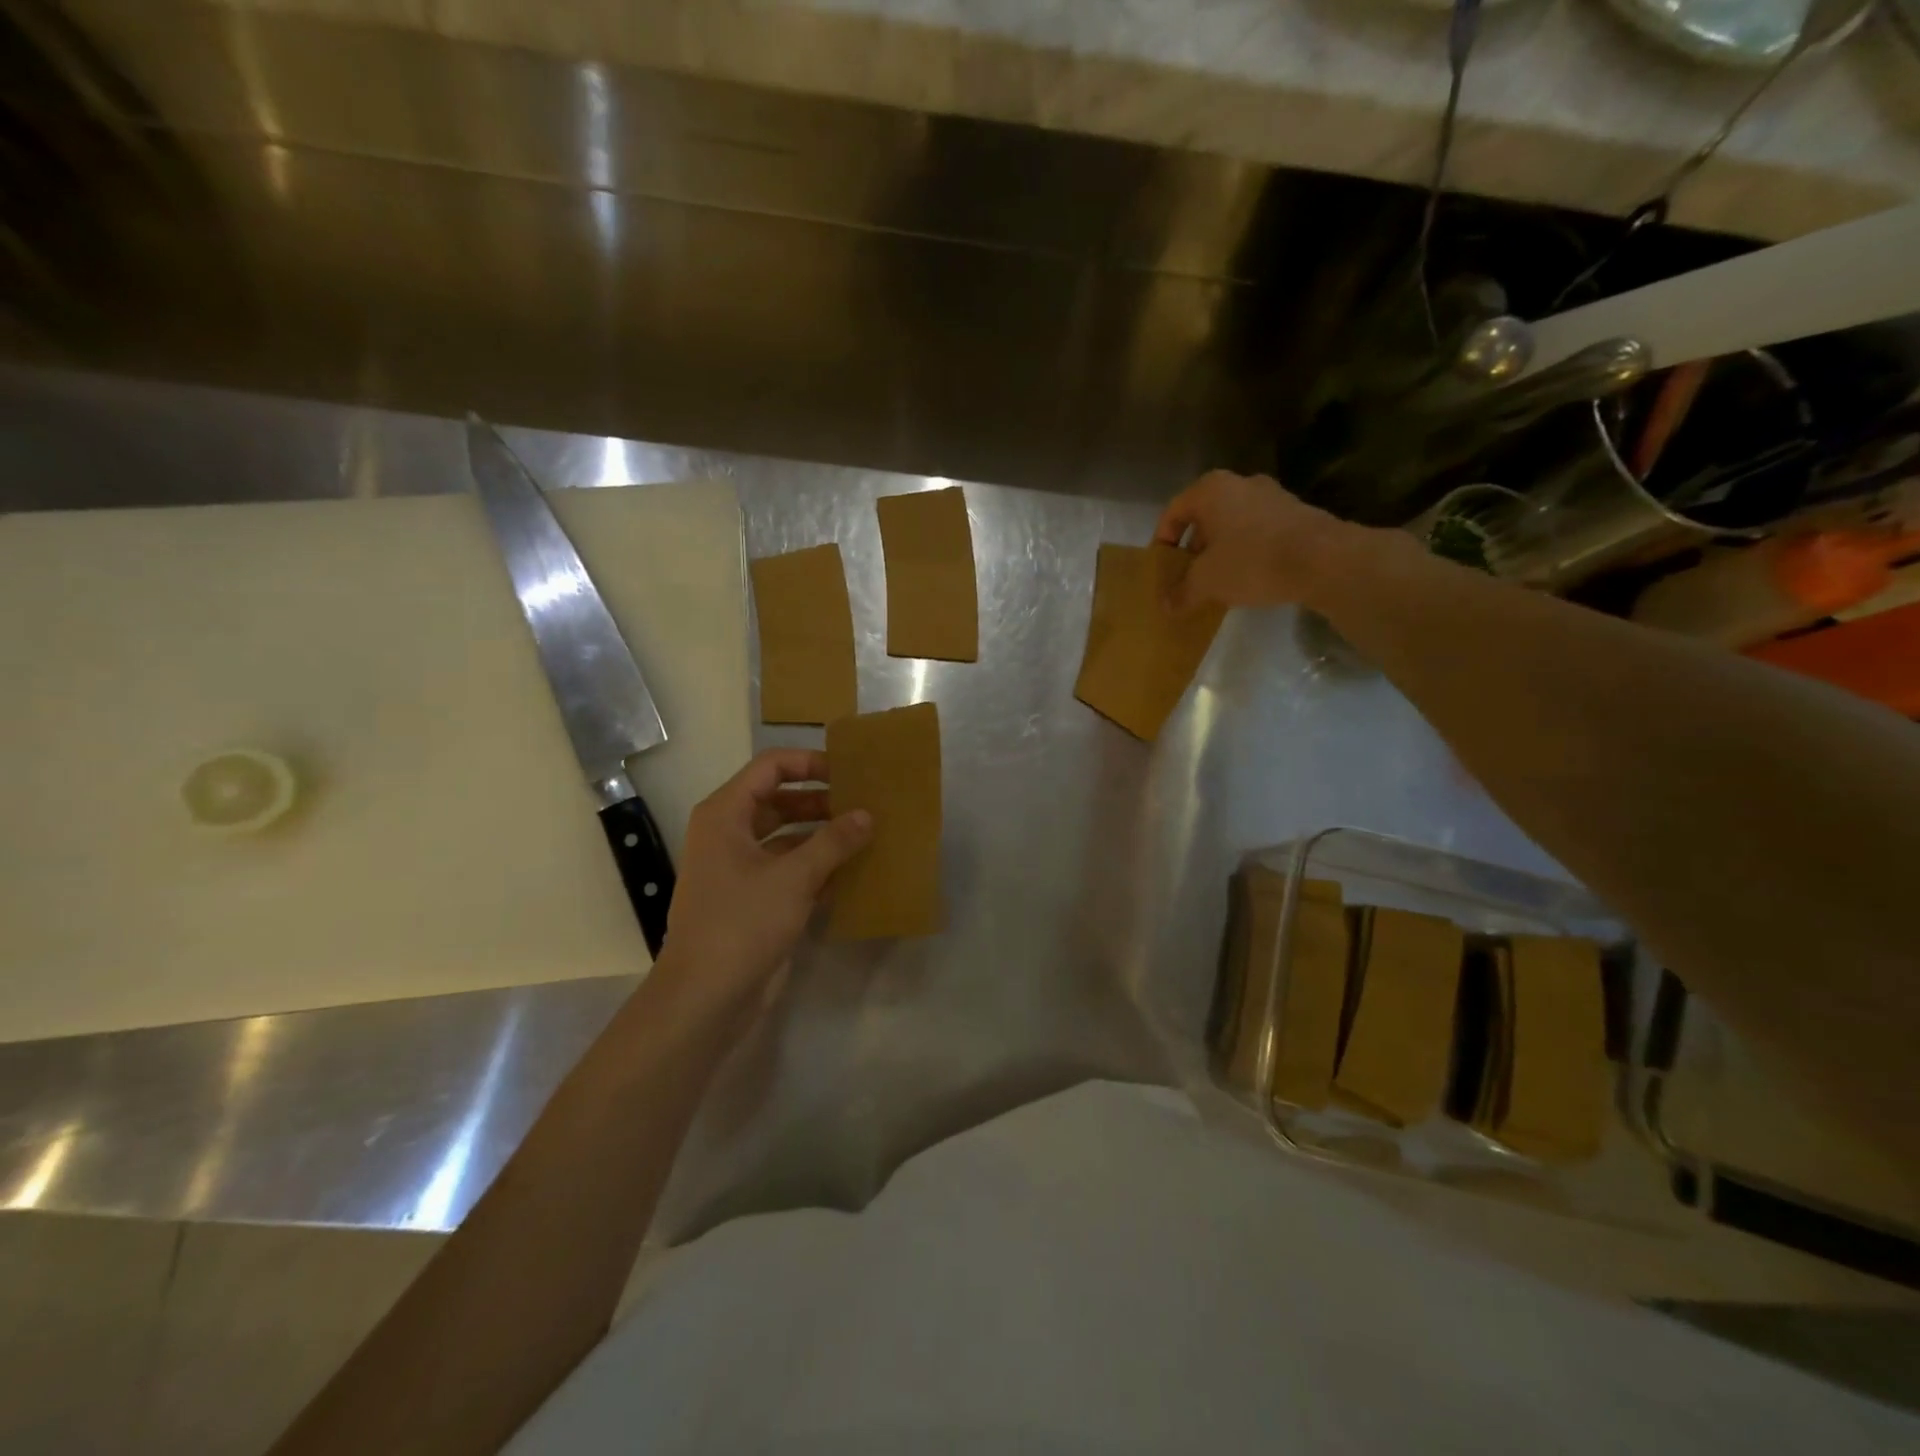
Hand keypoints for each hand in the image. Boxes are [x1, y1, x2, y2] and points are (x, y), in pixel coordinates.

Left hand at [660, 748, 870, 1008]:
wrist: (705, 998)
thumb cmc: (742, 923)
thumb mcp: (794, 877)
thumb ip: (833, 842)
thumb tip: (866, 815)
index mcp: (725, 815)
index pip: (770, 768)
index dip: (809, 763)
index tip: (848, 772)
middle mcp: (729, 834)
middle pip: (780, 801)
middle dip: (821, 801)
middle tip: (865, 805)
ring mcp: (740, 869)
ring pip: (787, 837)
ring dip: (823, 836)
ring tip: (866, 835)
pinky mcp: (753, 899)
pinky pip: (789, 870)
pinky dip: (817, 867)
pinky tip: (853, 873)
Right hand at [1154, 470, 1347, 610]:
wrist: (1324, 560)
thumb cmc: (1252, 561)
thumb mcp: (1206, 582)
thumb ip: (1181, 593)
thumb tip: (1166, 606)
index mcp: (1211, 490)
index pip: (1172, 513)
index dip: (1162, 542)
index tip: (1162, 569)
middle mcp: (1240, 483)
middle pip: (1203, 518)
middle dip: (1192, 550)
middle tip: (1186, 579)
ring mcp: (1272, 496)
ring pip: (1232, 526)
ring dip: (1219, 553)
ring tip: (1216, 584)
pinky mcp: (1295, 514)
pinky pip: (1257, 533)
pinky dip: (1246, 553)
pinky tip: (1247, 580)